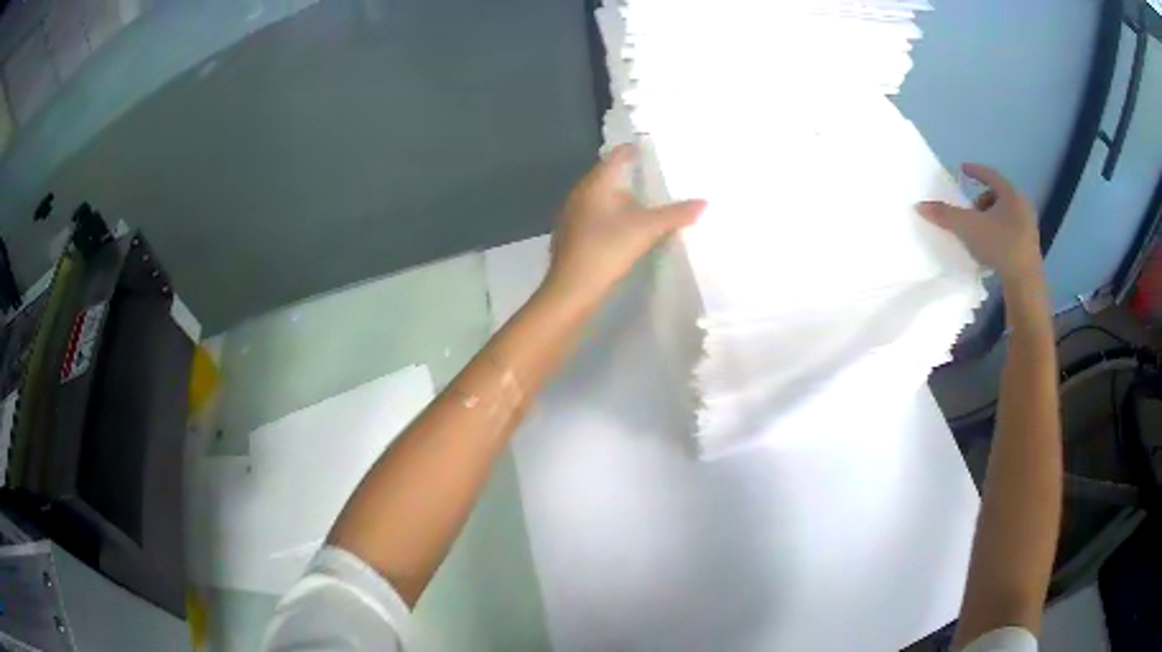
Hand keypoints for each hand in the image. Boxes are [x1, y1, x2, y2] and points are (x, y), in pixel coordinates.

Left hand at [542, 144, 706, 303]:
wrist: (571, 289)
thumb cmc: (606, 249)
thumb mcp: (646, 229)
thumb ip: (675, 214)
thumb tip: (704, 202)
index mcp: (595, 185)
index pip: (615, 157)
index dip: (632, 151)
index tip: (650, 149)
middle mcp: (579, 195)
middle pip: (607, 178)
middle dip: (629, 177)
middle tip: (654, 178)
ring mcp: (572, 216)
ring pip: (600, 199)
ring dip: (620, 200)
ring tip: (644, 205)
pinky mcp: (571, 237)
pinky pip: (595, 218)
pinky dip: (611, 218)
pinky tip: (624, 231)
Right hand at [917, 163, 1041, 283]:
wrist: (1025, 281)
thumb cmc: (999, 245)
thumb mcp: (968, 228)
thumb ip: (945, 215)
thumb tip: (920, 205)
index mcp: (1010, 194)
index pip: (990, 175)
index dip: (975, 171)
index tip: (963, 169)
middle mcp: (1022, 205)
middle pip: (998, 195)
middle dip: (982, 199)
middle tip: (970, 209)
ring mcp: (1029, 226)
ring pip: (1006, 213)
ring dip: (991, 218)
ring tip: (980, 232)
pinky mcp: (1030, 247)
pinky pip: (1011, 231)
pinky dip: (1000, 233)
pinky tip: (992, 247)